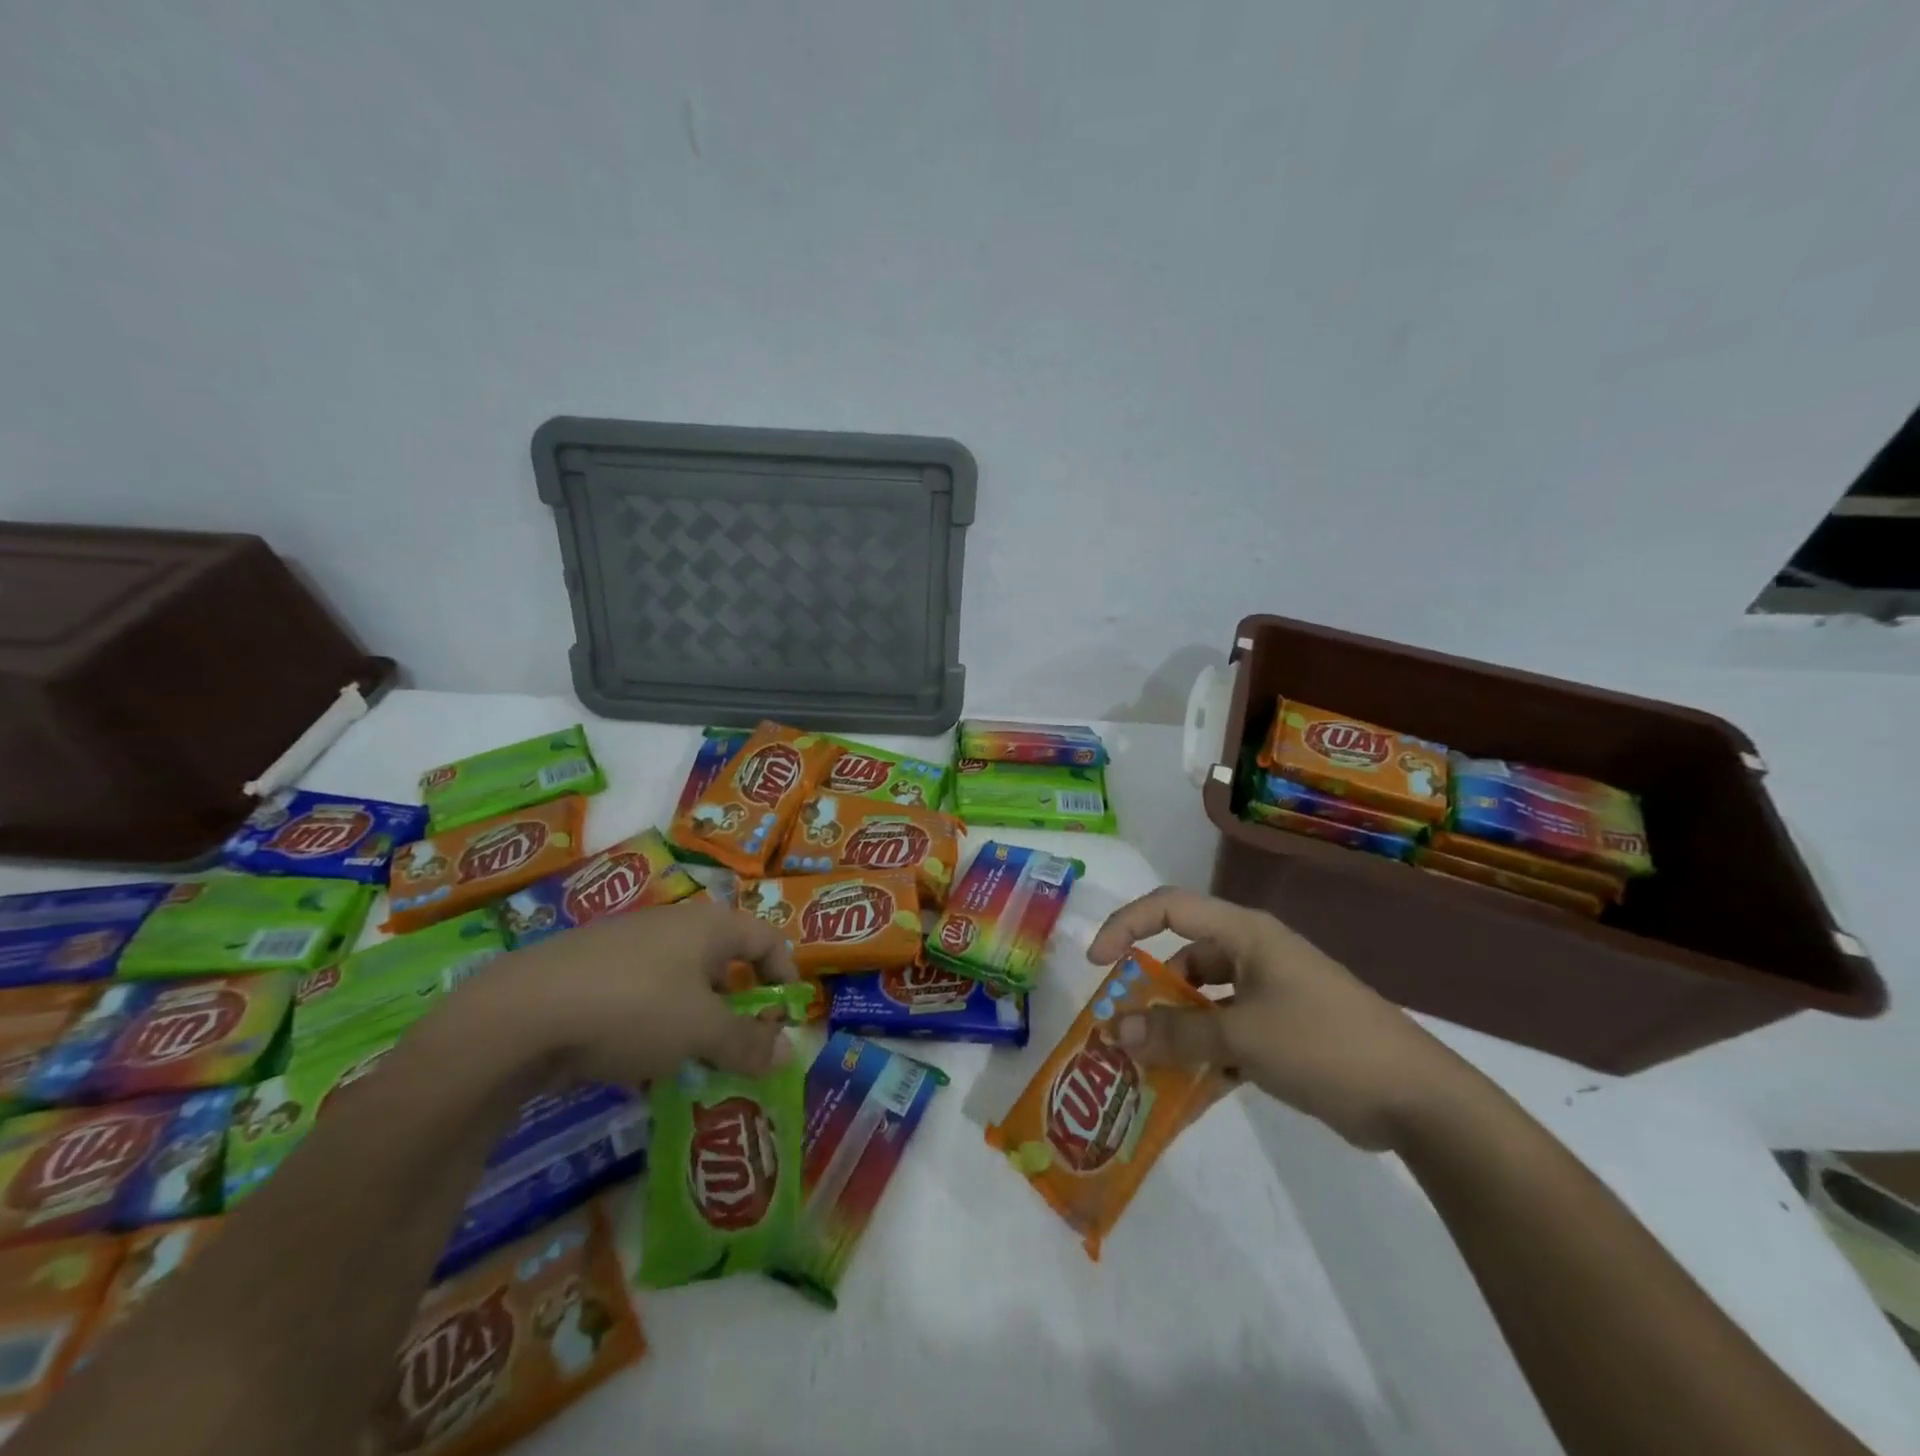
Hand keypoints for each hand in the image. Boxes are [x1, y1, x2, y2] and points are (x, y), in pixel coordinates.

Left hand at [478, 900, 798, 1085]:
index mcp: (708, 926)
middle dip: (737, 1008)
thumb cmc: (634, 1007)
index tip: (787, 1017)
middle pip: (722, 963)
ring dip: (694, 1024)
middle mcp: (671, 926)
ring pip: (678, 986)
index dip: (785, 974)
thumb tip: (787, 1053)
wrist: (518, 1014)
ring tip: (691, 1067)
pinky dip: (651, 1029)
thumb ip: (747, 1042)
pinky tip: (638, 1068)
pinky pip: (638, 1000)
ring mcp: (625, 948)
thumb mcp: (701, 1031)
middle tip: (741, 1050)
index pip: (766, 938)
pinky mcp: (587, 974)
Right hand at [1086, 888, 1465, 1150]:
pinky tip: (1183, 1099)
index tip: (1098, 964)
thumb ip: (1176, 1034)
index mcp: (1245, 935)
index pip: (1170, 908)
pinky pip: (1227, 1037)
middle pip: (1183, 960)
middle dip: (1148, 994)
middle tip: (1121, 1031)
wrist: (1417, 1100)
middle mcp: (1253, 955)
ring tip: (1145, 1070)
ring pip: (1203, 1003)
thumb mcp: (1242, 1037)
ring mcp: (1269, 995)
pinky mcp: (1281, 1033)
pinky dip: (1205, 1060)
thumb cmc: (1324, 1044)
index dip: (1127, 926)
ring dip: (1175, 1033)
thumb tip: (1115, 1032)